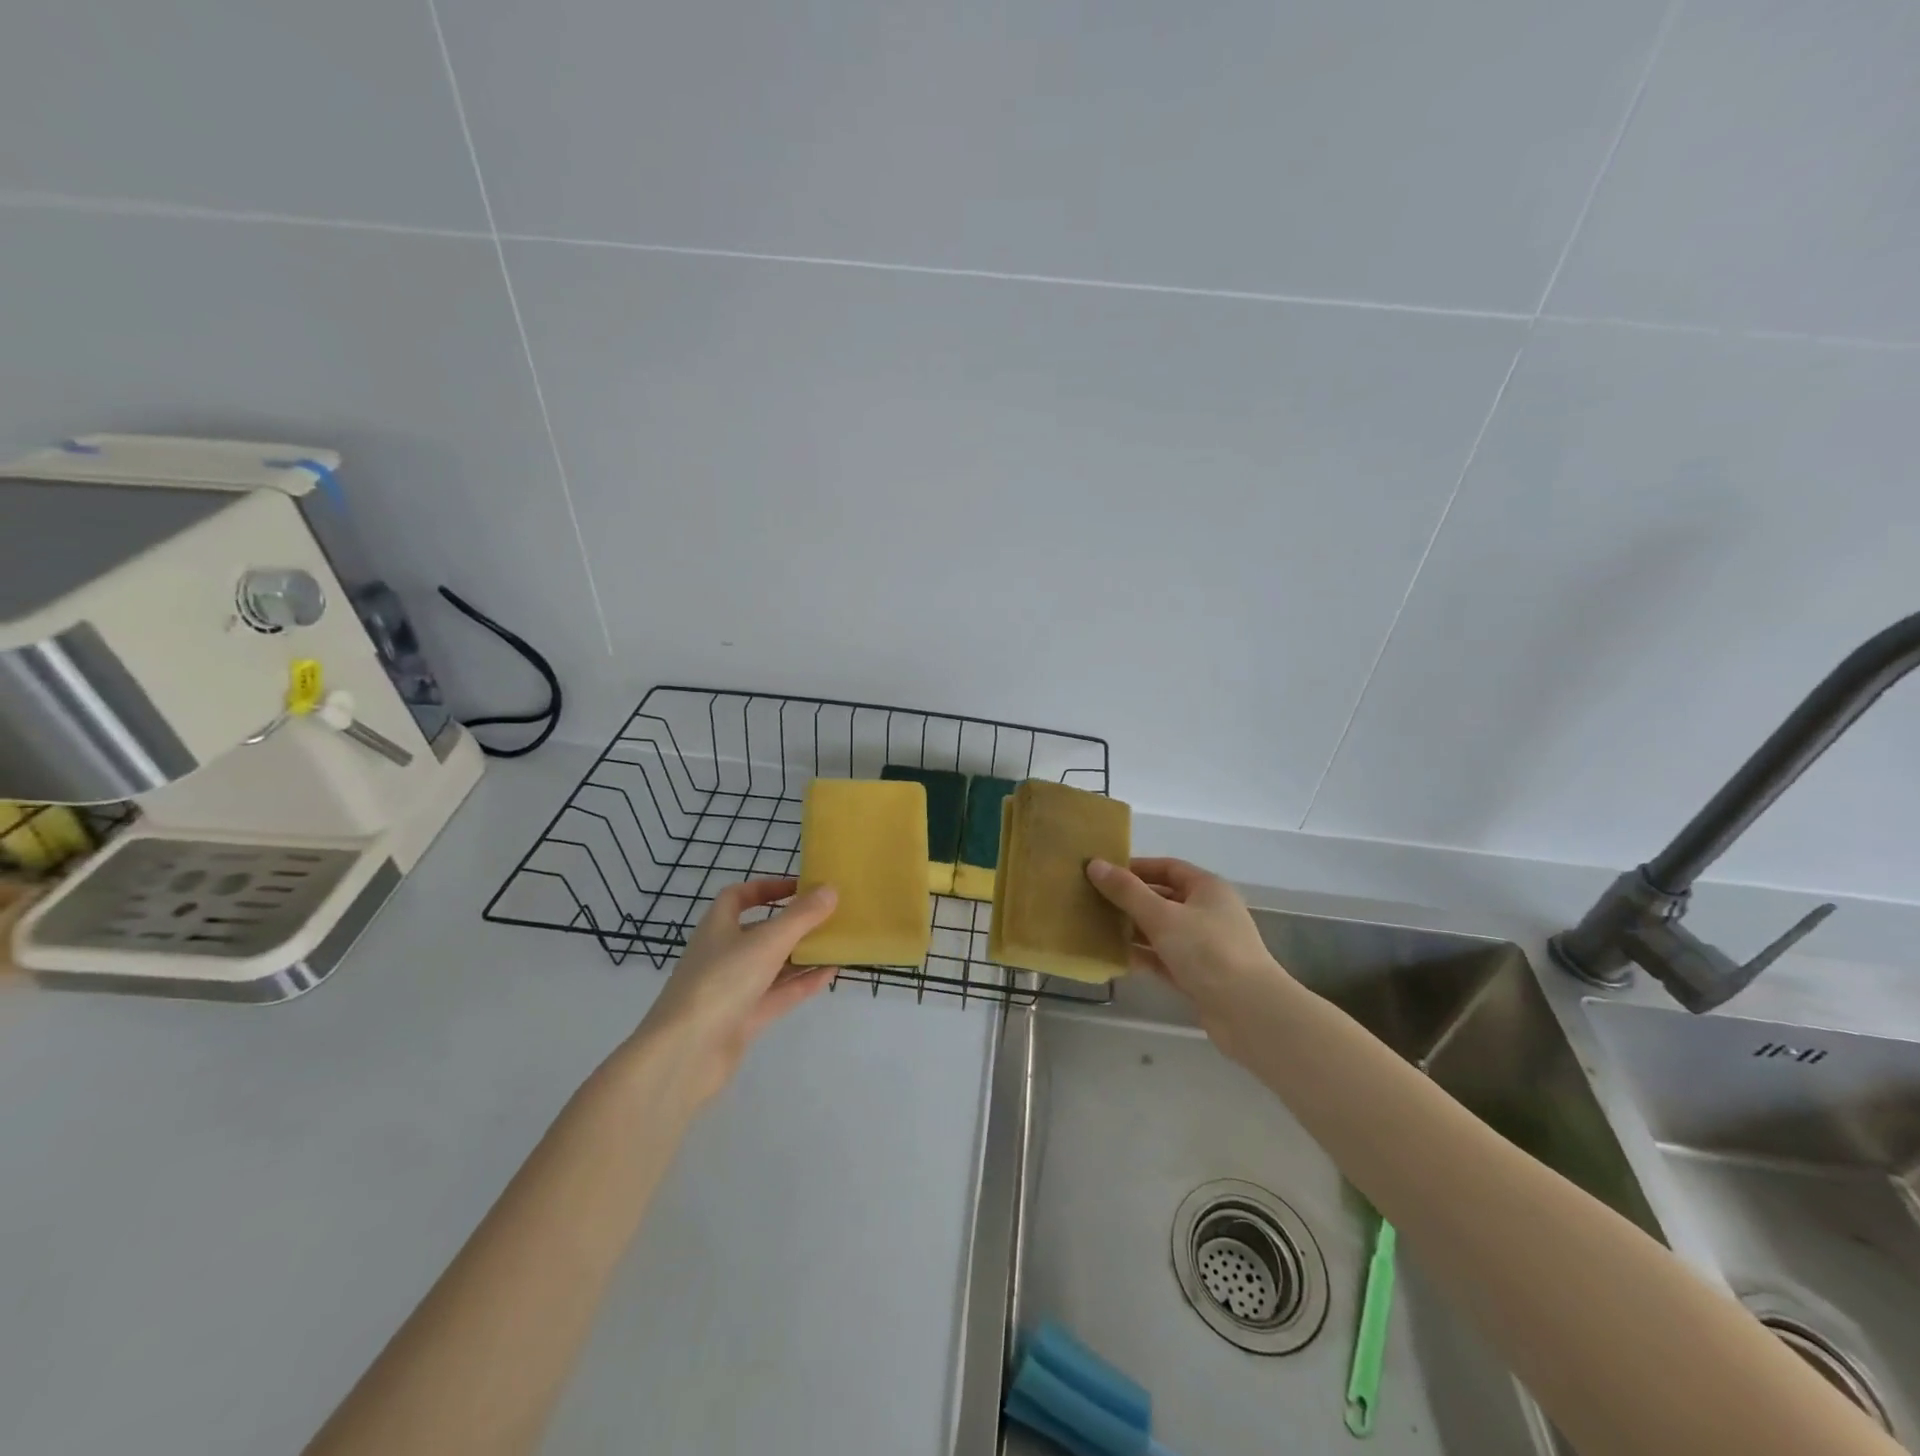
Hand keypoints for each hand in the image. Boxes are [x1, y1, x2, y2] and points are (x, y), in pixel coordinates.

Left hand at [629, 879, 839, 1108]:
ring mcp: (733, 989)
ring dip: (802, 954)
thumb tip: (830, 889)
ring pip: (772, 965)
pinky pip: (778, 994)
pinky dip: (802, 983)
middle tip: (829, 916)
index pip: (739, 896)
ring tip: (837, 944)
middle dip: (793, 924)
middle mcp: (723, 954)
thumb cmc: (721, 982)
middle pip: (761, 931)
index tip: (800, 888)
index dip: (767, 887)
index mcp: (717, 927)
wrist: (686, 1054)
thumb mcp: (766, 942)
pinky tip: (830, 974)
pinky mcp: (744, 1020)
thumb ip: (801, 916)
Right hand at [1087, 857, 1293, 1057]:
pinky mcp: (1199, 976)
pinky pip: (1164, 958)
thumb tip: (1094, 864)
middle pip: (1163, 898)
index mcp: (1207, 888)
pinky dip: (1143, 956)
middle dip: (1129, 900)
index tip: (1103, 873)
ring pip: (1161, 930)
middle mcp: (1208, 912)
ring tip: (1096, 928)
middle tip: (1092, 901)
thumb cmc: (1207, 951)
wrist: (1249, 1012)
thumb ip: (1126, 891)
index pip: (1167, 867)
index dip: (1135, 868)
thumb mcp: (1162, 916)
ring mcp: (1205, 946)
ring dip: (1132, 929)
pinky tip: (1115, 958)